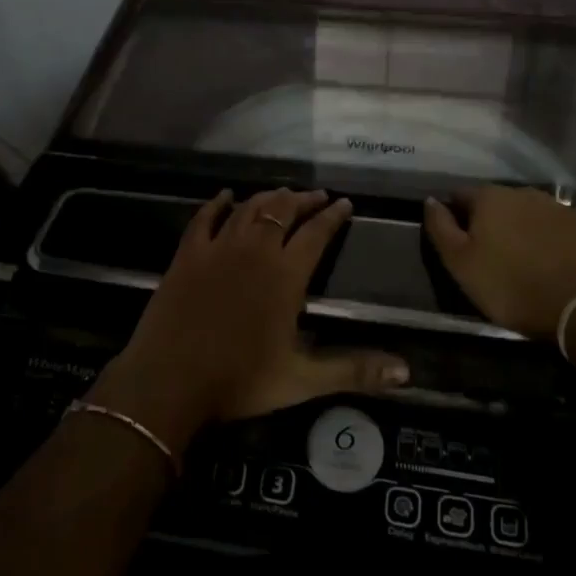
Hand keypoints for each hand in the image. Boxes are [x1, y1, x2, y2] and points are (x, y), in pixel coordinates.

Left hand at [90, 188, 410, 454]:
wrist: (169, 381)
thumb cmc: (239, 381)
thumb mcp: (302, 380)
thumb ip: (354, 371)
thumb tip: (406, 370)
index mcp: (285, 275)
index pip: (316, 233)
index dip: (333, 216)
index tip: (345, 203)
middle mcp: (255, 251)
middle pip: (283, 211)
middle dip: (303, 200)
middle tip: (317, 196)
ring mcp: (218, 248)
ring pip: (248, 208)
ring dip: (268, 197)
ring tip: (282, 194)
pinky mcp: (188, 254)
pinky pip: (205, 217)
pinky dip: (218, 203)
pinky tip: (225, 196)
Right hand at [423, 187, 575, 341]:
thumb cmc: (510, 286)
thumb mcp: (461, 264)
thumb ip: (441, 228)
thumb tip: (430, 200)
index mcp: (491, 197)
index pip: (462, 195)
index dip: (456, 216)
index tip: (459, 242)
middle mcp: (525, 193)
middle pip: (498, 202)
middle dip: (491, 221)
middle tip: (491, 254)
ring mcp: (559, 207)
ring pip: (529, 213)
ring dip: (522, 229)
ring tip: (522, 259)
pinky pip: (558, 227)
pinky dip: (550, 239)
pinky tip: (551, 262)